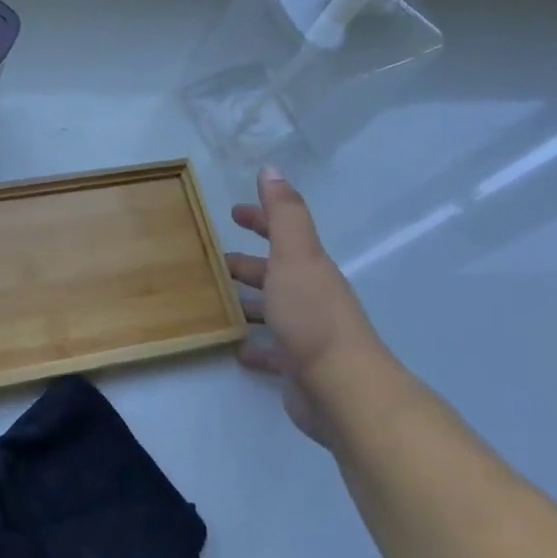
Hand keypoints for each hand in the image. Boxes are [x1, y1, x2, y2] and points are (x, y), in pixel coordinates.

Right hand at [226, 168, 384, 445]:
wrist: (343, 388)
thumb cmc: (312, 315)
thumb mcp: (295, 255)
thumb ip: (284, 213)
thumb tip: (272, 169)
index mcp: (309, 267)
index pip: (282, 233)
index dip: (259, 219)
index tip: (232, 213)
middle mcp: (310, 296)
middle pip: (274, 272)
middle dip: (247, 264)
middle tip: (213, 262)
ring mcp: (305, 333)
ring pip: (272, 310)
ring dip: (248, 302)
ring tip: (216, 302)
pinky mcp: (298, 367)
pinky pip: (271, 351)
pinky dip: (254, 346)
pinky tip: (235, 348)